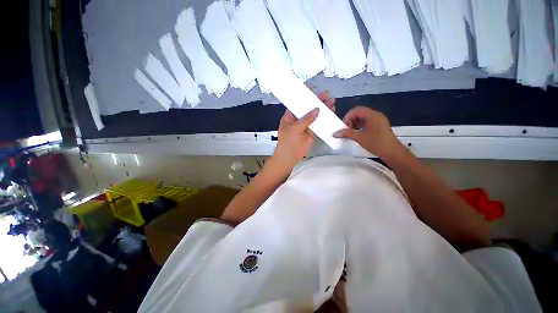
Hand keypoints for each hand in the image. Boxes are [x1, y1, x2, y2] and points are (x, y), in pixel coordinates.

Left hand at [273, 91, 335, 166]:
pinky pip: (319, 124)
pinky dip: (324, 119)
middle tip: (326, 94)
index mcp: (290, 116)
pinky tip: (331, 112)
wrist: (290, 156)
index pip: (297, 103)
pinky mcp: (312, 132)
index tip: (311, 88)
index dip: (303, 96)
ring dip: (323, 109)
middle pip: (308, 108)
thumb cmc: (288, 141)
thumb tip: (317, 109)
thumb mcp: (294, 128)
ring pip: (315, 116)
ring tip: (331, 101)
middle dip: (316, 101)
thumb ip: (306, 119)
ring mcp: (305, 126)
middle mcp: (298, 119)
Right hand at [334, 107, 403, 159]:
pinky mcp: (379, 126)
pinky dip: (360, 126)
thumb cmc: (376, 143)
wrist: (392, 152)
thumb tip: (335, 133)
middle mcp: (376, 115)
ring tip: (351, 133)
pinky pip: (367, 122)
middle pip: (360, 113)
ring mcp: (378, 120)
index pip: (356, 110)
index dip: (348, 116)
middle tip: (346, 130)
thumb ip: (346, 133)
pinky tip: (358, 134)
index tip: (343, 126)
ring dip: (355, 123)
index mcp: (372, 115)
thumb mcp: (359, 137)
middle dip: (351, 120)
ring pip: (363, 118)